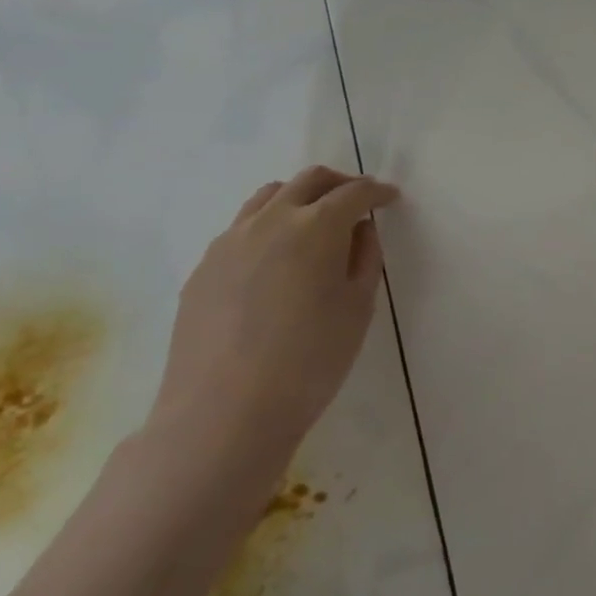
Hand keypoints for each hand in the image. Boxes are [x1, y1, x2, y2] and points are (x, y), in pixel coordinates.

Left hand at [147, 165, 398, 478]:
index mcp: (316, 226)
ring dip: (299, 197)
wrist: (223, 414)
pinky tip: (275, 259)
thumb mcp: (358, 307)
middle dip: (339, 183)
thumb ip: (365, 258)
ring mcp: (230, 242)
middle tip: (357, 201)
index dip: (377, 192)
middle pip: (309, 181)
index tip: (391, 199)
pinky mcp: (203, 268)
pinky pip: (241, 228)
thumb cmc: (310, 360)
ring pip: (268, 197)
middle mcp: (270, 220)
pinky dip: (268, 225)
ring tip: (314, 221)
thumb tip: (360, 231)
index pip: (354, 193)